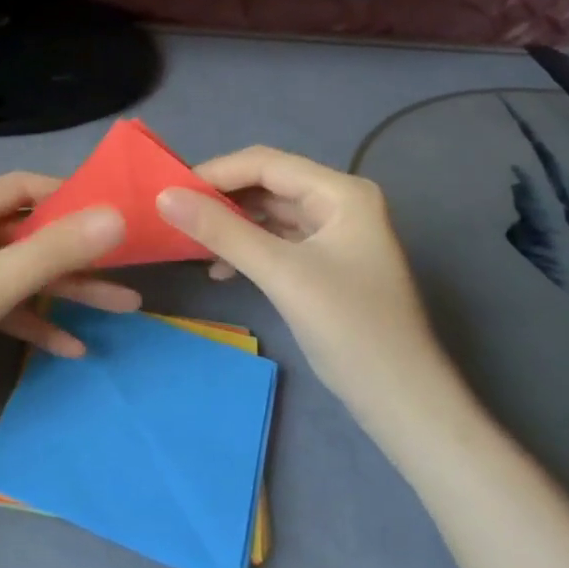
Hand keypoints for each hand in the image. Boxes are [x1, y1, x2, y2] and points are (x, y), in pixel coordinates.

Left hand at [0, 173, 131, 430]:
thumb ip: (56, 250)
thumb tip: (117, 217)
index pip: (23, 187)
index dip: (69, 195)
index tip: (114, 210)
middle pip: (27, 233)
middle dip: (77, 253)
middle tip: (129, 264)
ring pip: (20, 272)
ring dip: (65, 289)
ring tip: (122, 307)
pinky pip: (4, 305)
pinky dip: (35, 319)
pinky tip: (73, 346)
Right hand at [157, 147, 467, 447]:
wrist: (404, 404)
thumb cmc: (350, 329)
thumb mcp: (280, 274)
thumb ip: (221, 230)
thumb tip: (164, 197)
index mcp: (340, 192)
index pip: (265, 163)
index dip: (215, 172)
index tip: (169, 191)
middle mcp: (339, 203)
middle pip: (267, 185)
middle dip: (220, 199)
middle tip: (174, 215)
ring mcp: (335, 234)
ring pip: (269, 213)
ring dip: (231, 225)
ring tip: (190, 242)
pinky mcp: (327, 264)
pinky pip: (277, 241)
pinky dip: (247, 249)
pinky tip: (220, 270)